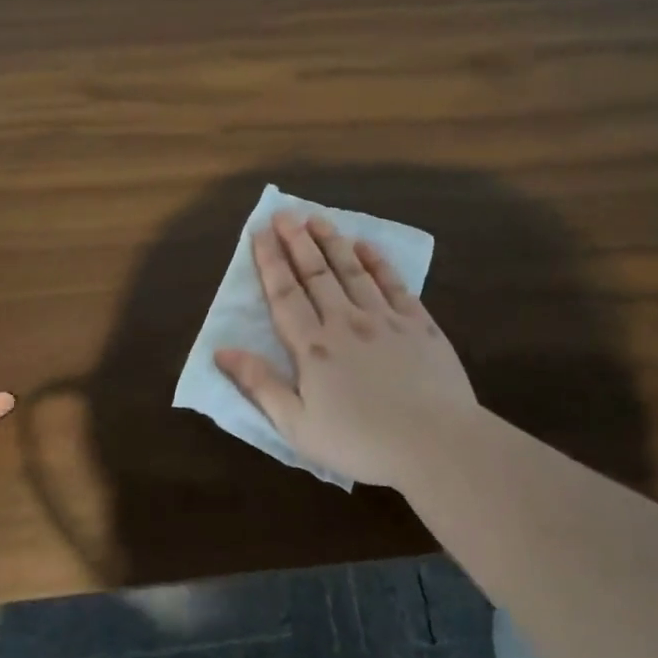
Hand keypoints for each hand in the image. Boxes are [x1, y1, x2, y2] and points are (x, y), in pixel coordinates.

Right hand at [214, 213, 478, 490]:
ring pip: (352, 270)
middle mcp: (346, 322)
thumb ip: (260, 384)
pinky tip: (367, 246)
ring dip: (333, 242)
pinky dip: (378, 262)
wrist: (435, 444)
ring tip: (318, 219)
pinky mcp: (419, 324)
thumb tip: (221, 350)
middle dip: (297, 241)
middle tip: (284, 213)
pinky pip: (394, 283)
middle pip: (316, 273)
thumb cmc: (360, 442)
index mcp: (313, 347)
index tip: (259, 232)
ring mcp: (385, 319)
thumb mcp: (297, 426)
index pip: (285, 294)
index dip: (270, 261)